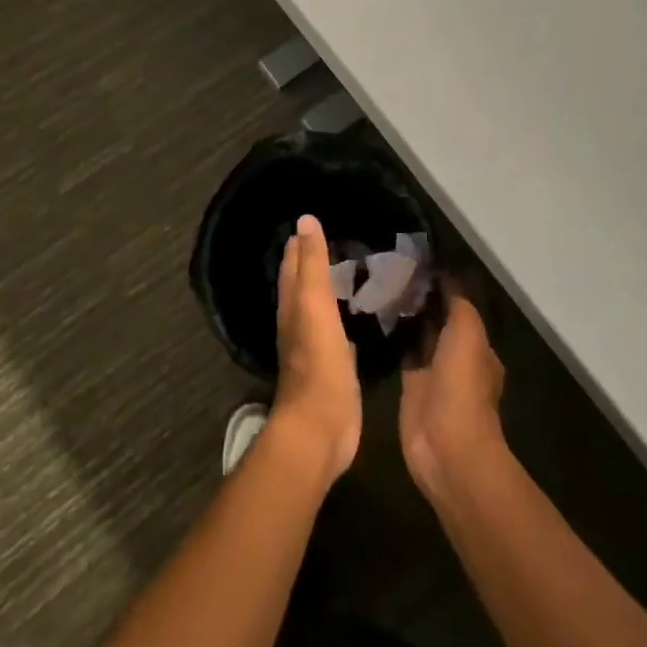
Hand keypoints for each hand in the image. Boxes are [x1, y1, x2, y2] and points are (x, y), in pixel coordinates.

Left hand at [271, 214, 362, 486]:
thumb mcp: (315, 304)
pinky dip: (342, 321)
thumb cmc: (318, 361)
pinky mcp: (333, 370)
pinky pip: (337, 335)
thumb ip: (311, 264)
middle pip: (302, 288)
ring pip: (319, 311)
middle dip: (311, 266)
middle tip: (333, 242)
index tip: (311, 223)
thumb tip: (304, 219)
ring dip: (328, 293)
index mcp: (291, 307)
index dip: (299, 246)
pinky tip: (355, 318)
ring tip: (347, 273)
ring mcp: (315, 349)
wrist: (320, 427)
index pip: (292, 268)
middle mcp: (298, 325)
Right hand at [399, 284, 505, 501]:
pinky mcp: (409, 388)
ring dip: (405, 318)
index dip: (441, 287)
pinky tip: (373, 318)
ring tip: (378, 287)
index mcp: (478, 347)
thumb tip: (445, 276)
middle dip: (420, 301)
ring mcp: (432, 374)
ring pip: (418, 337)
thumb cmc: (462, 385)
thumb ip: (458, 303)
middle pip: (437, 322)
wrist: (446, 444)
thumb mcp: (468, 332)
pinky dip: (392, 339)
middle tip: (390, 271)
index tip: (416, 264)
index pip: (459, 308)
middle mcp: (456, 358)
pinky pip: (401, 355)